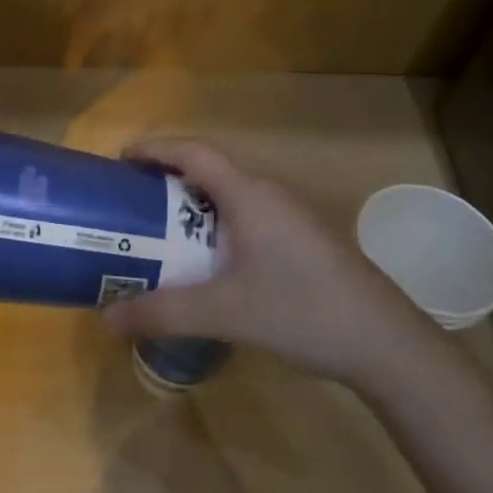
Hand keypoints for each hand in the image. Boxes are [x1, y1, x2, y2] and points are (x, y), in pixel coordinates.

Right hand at [100, 139, 446, 396]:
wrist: (387, 344)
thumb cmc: (301, 311)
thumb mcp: (224, 312)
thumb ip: (162, 312)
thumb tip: (106, 318)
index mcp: (249, 194)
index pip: (193, 152)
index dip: (154, 149)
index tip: (120, 160)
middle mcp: (271, 193)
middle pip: (210, 171)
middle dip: (167, 181)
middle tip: (131, 205)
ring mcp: (293, 216)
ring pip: (231, 197)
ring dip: (194, 206)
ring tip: (161, 233)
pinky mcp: (306, 239)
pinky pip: (249, 217)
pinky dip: (218, 225)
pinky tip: (210, 263)